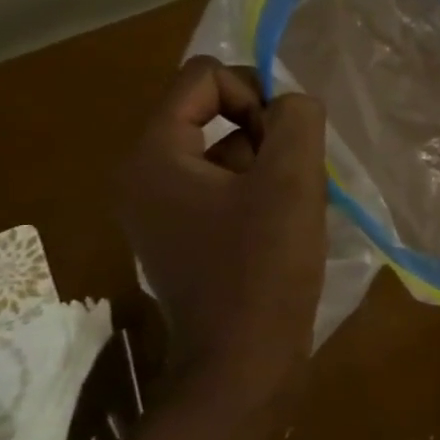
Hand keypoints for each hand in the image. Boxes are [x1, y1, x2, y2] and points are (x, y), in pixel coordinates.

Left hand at [117, 57, 327, 401]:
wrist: (244, 361)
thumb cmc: (265, 268)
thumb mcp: (292, 181)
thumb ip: (297, 120)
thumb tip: (293, 103)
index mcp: (153, 155)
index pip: (203, 77)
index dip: (255, 94)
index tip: (285, 143)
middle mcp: (142, 175)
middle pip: (210, 112)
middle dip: (262, 133)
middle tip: (291, 177)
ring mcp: (159, 210)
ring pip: (222, 151)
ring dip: (265, 164)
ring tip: (292, 206)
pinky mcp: (181, 236)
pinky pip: (221, 187)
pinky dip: (256, 192)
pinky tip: (282, 227)